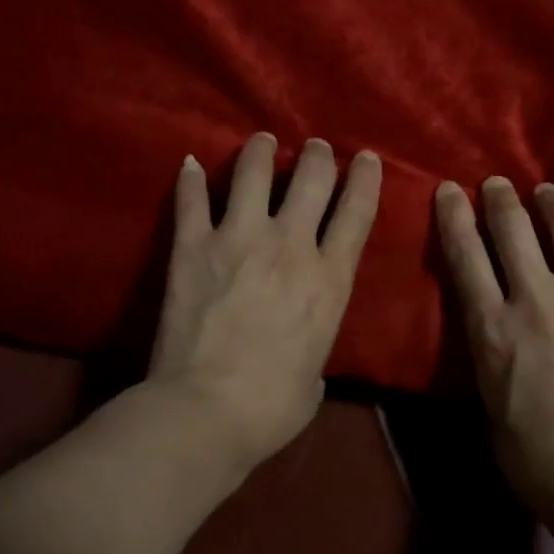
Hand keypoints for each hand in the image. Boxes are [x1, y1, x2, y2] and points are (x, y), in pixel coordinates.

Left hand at [149, 133, 381, 469]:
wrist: (206, 411)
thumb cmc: (272, 407)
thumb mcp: (316, 374)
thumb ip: (314, 342)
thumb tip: (303, 348)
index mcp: (329, 279)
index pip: (357, 212)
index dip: (365, 178)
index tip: (365, 157)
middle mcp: (289, 245)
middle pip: (310, 179)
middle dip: (316, 156)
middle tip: (313, 148)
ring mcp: (238, 239)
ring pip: (252, 173)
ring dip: (260, 152)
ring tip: (261, 142)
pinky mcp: (192, 246)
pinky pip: (191, 200)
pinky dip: (189, 180)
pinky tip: (188, 164)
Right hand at [434, 176, 553, 512]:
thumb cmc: (529, 452)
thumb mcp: (488, 393)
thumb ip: (492, 345)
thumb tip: (502, 323)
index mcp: (494, 324)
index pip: (465, 254)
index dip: (453, 216)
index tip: (449, 190)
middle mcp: (539, 300)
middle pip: (514, 229)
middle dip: (501, 199)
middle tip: (498, 184)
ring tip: (551, 196)